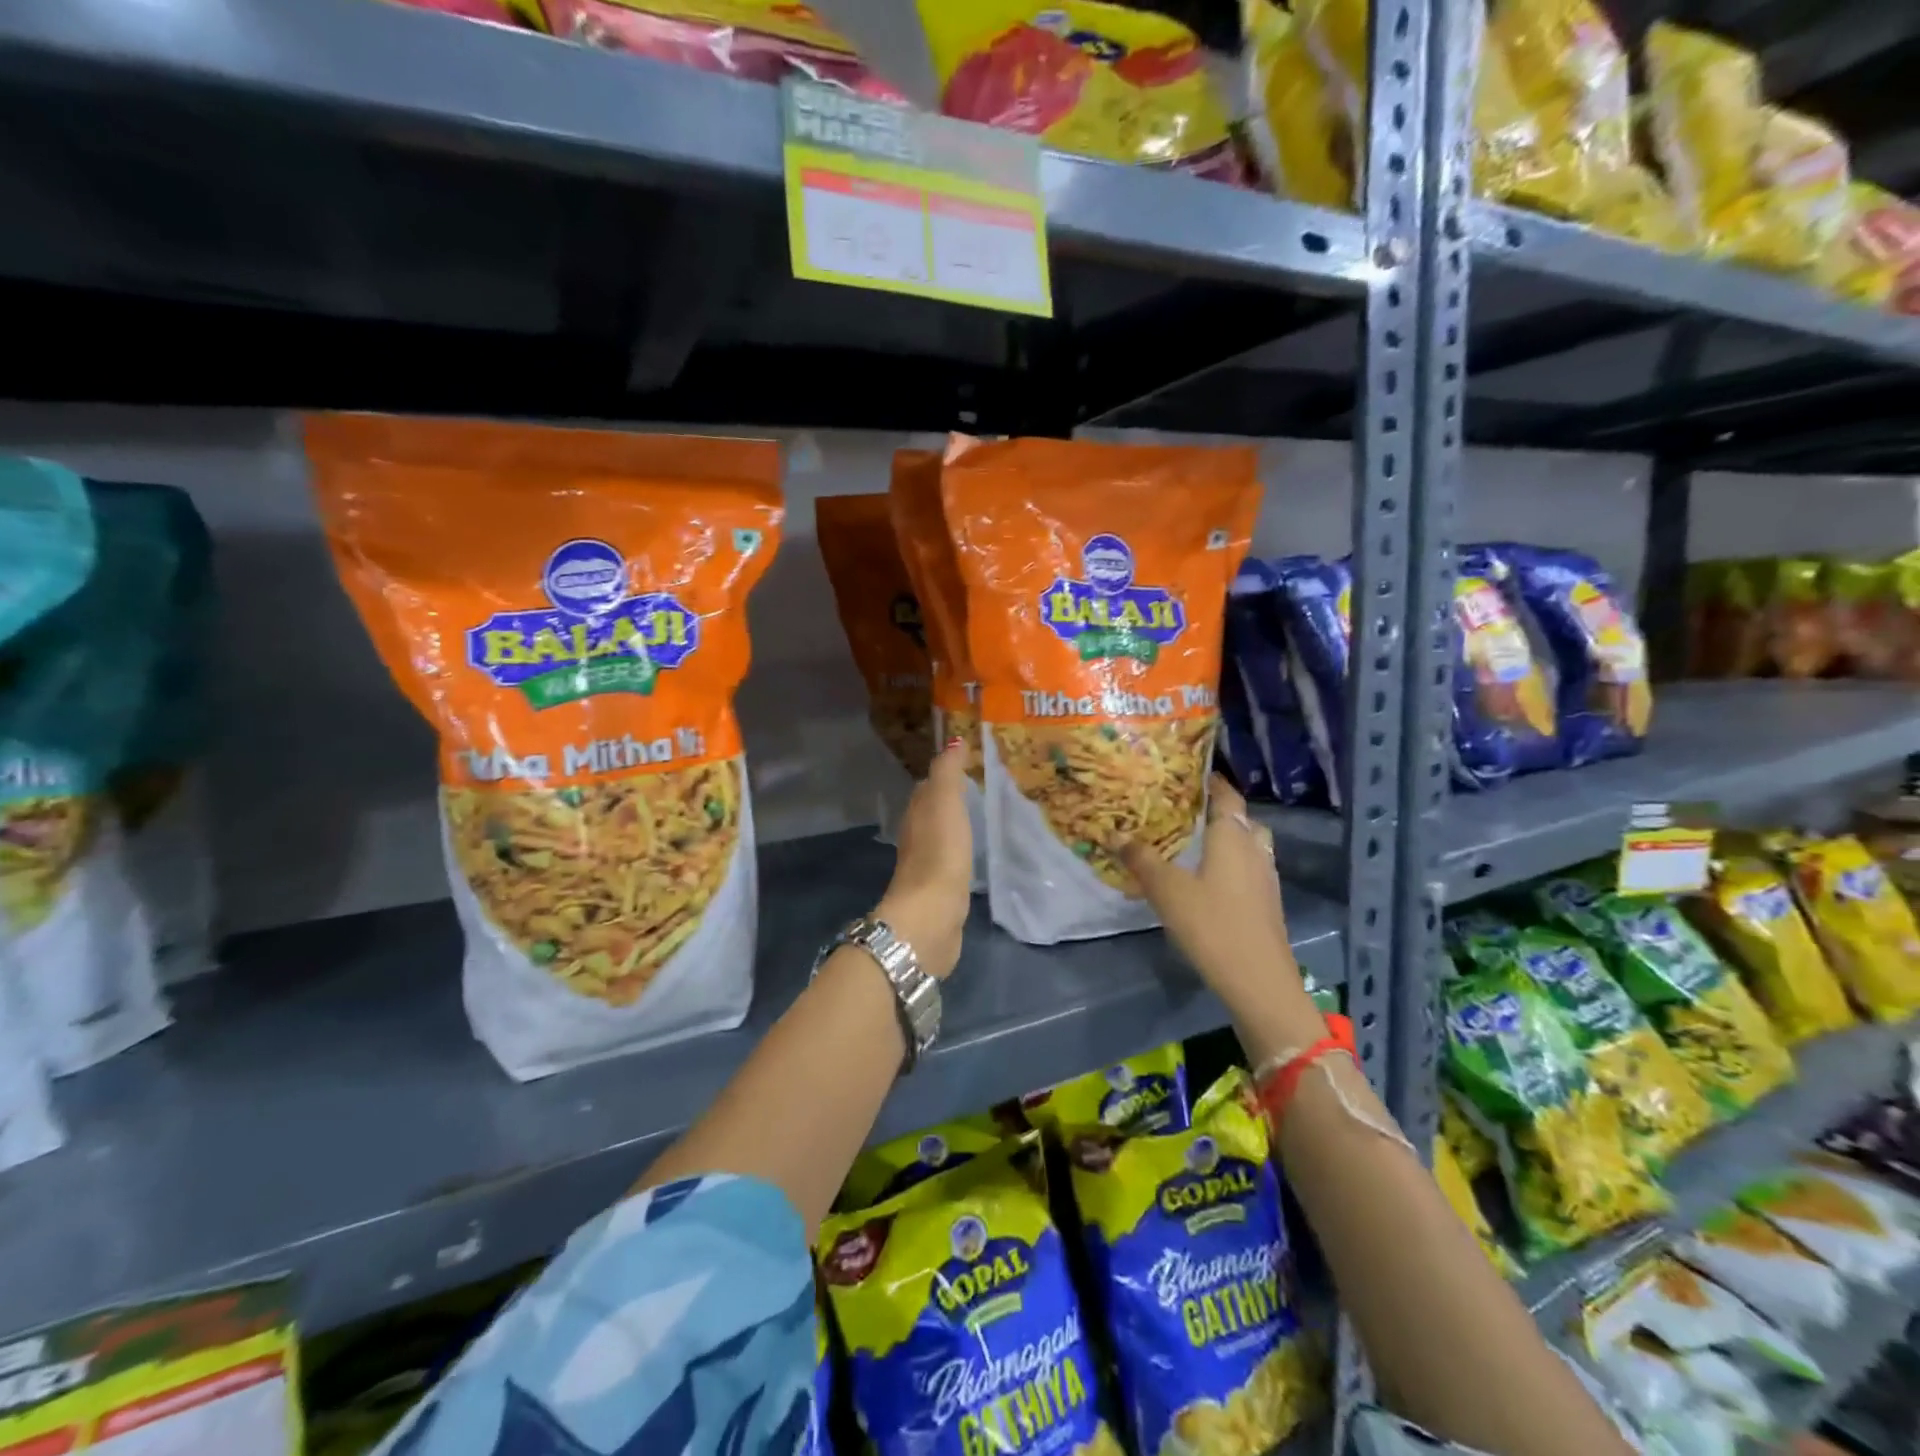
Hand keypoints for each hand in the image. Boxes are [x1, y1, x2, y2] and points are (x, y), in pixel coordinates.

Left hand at [875, 738, 972, 979]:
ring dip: (956, 827)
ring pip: (942, 837)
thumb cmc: (940, 852)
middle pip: (933, 812)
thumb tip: (953, 740)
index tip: (969, 764)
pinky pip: (952, 862)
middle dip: (952, 800)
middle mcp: (917, 837)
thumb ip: (948, 772)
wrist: (932, 915)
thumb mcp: (944, 803)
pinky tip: (975, 855)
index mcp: (917, 813)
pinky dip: (961, 853)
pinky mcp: (941, 891)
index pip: (928, 787)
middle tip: (981, 788)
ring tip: (982, 818)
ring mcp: (928, 866)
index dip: (945, 774)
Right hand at [1118, 777, 1316, 1022]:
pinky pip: (1249, 868)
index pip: (1227, 795)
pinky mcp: (1267, 903)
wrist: (1258, 980)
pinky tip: (1208, 879)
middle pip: (1242, 819)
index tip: (1188, 774)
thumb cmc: (1212, 924)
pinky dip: (1232, 864)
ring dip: (1227, 839)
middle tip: (1186, 810)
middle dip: (1218, 811)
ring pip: (1249, 845)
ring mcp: (1266, 877)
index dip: (1211, 781)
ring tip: (1195, 843)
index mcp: (1233, 836)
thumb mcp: (1167, 890)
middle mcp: (1255, 849)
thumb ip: (1141, 859)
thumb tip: (1114, 834)